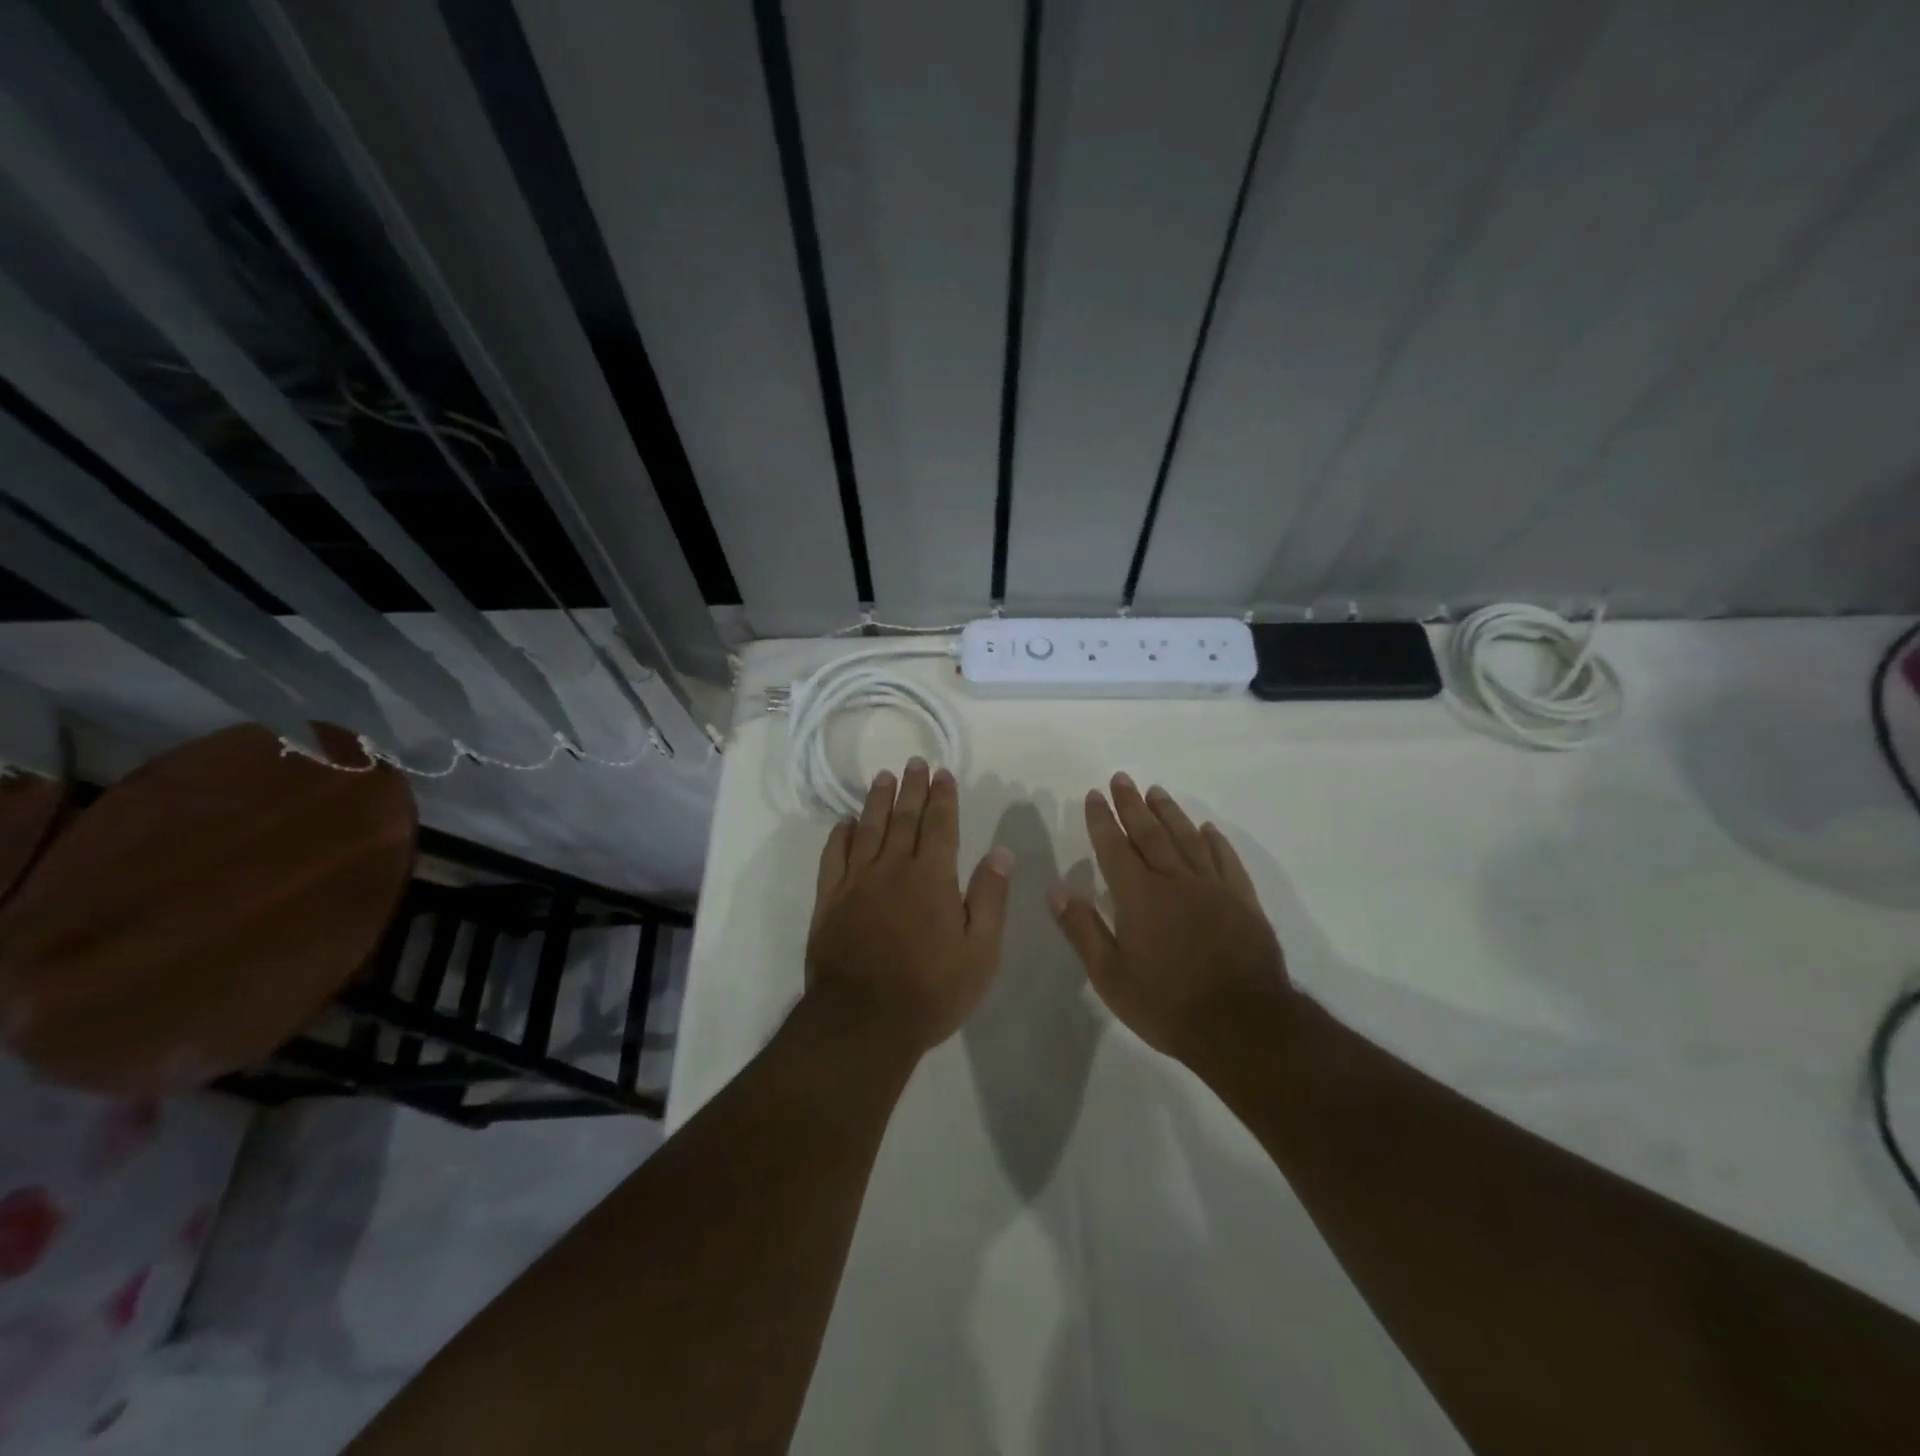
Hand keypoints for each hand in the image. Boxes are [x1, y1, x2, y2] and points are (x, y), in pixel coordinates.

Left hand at [805, 758, 1013, 1051]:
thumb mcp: (980, 951)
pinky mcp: (829, 901)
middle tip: (914, 762)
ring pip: (868, 829)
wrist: (863, 1021)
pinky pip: (833, 857)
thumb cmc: (932, 989)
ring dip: (877, 801)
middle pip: (903, 818)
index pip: (940, 825)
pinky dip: (839, 836)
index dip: (943, 797)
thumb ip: (990, 897)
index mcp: (932, 877)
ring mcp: (856, 882)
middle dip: (911, 788)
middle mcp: (892, 868)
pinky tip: (845, 823)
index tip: (942, 773)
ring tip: (883, 778)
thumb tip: (1001, 851)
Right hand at [1050, 774, 1288, 1067]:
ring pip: (1188, 839)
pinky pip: (1226, 861)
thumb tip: (1055, 890)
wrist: (1242, 1026)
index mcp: (1139, 896)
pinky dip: (1215, 841)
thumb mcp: (1110, 976)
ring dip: (1170, 812)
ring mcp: (1213, 888)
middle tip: (1122, 778)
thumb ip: (1082, 929)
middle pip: (1151, 833)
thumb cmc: (1167, 1004)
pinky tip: (1207, 829)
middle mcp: (1175, 881)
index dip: (1102, 819)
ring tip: (1156, 791)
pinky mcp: (1243, 902)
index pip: (1114, 847)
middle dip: (1132, 804)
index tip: (1095, 794)